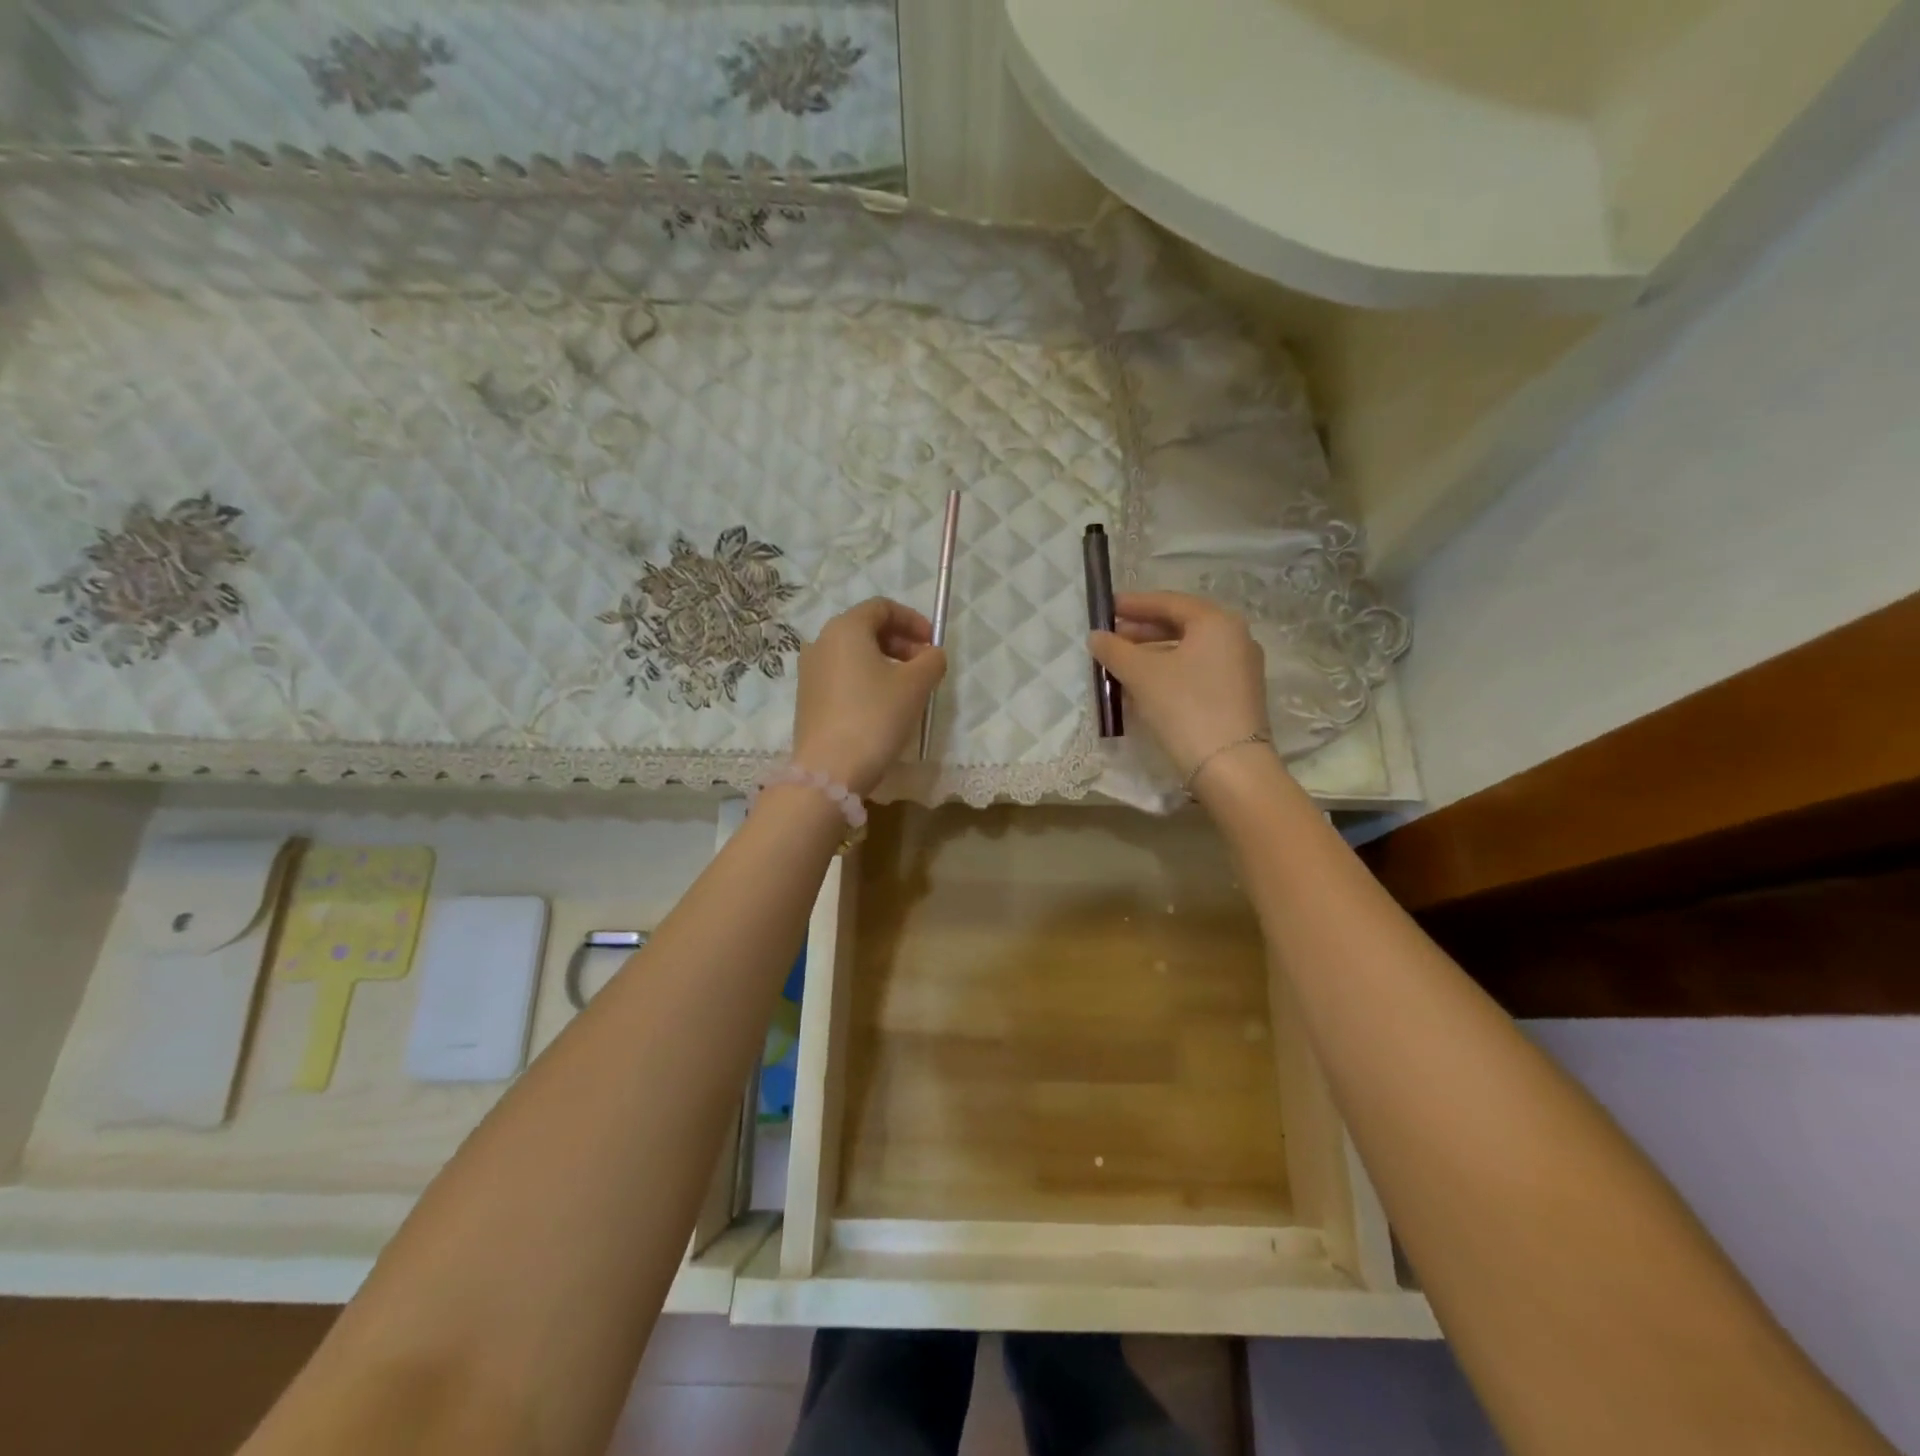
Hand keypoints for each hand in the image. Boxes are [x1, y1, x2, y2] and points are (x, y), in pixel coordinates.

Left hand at [792, 598, 947, 795]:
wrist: (830, 770)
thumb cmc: (875, 716)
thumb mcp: (915, 685)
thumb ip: (931, 660)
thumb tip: (932, 655)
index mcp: (845, 629)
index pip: (882, 607)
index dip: (913, 620)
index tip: (932, 643)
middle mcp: (821, 642)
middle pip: (866, 629)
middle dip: (900, 643)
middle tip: (925, 666)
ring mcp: (810, 672)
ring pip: (854, 654)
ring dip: (885, 663)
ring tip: (908, 689)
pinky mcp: (808, 699)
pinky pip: (842, 676)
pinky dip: (866, 680)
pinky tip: (883, 706)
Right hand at [1089, 592, 1269, 784]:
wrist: (1230, 767)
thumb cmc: (1185, 707)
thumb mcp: (1141, 674)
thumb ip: (1115, 650)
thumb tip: (1096, 636)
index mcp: (1217, 622)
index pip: (1169, 602)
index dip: (1134, 604)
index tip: (1105, 608)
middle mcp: (1235, 638)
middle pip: (1180, 625)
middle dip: (1141, 631)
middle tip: (1109, 638)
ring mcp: (1239, 668)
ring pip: (1187, 651)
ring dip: (1151, 654)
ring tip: (1119, 665)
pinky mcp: (1236, 696)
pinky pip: (1196, 672)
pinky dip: (1168, 673)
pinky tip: (1142, 687)